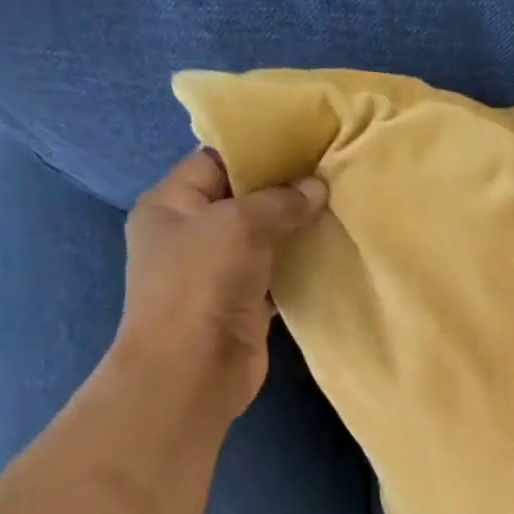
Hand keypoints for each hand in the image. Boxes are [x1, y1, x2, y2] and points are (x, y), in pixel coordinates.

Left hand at [112, 149, 326, 417]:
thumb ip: (278, 202)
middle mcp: (193, 234)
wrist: (194, 368)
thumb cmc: (200, 285)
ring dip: (298, 229)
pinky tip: (334, 252)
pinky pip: (279, 274)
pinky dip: (302, 265)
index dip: (258, 151)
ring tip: (342, 209)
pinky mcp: (246, 304)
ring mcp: (220, 272)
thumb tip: (317, 186)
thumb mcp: (236, 225)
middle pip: (244, 200)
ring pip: (265, 239)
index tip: (305, 144)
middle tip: (333, 176)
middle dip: (286, 191)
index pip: (215, 162)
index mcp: (171, 204)